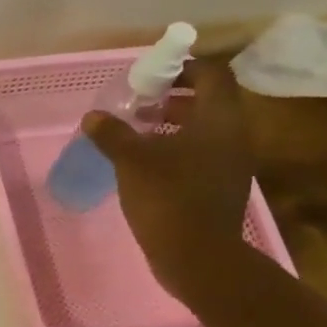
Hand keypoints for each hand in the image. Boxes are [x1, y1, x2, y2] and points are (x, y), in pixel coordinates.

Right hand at [83, 58, 255, 299]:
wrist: (198, 256)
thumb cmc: (168, 197)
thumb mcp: (132, 162)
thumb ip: (113, 135)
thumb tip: (93, 116)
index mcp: (218, 119)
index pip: (211, 75)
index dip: (183, 69)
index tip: (152, 77)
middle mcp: (233, 136)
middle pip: (208, 103)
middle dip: (173, 100)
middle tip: (139, 107)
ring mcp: (231, 165)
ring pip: (204, 132)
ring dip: (173, 127)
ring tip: (138, 137)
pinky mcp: (221, 189)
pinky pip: (201, 157)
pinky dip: (177, 152)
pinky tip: (147, 168)